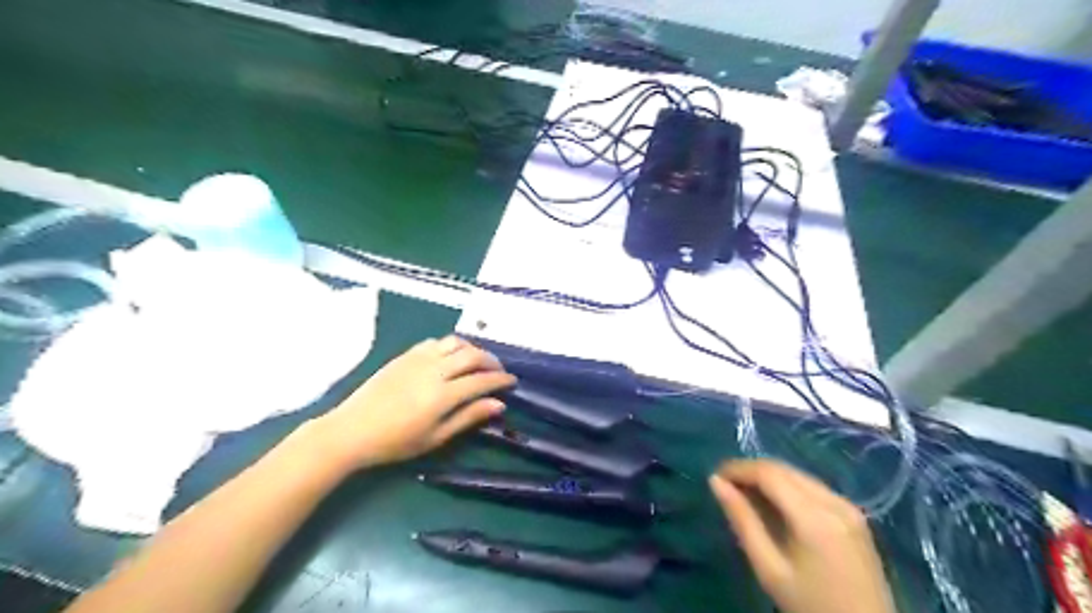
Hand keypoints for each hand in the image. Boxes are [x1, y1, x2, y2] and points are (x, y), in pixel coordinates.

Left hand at [304, 337, 515, 471]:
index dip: (501, 379)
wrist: (351, 430)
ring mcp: (419, 359)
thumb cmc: (396, 442)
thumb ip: (468, 417)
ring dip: (472, 348)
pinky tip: (450, 357)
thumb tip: (499, 405)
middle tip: (498, 370)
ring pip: (455, 342)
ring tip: (477, 361)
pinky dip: (450, 345)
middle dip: (491, 360)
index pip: (482, 380)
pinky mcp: (405, 355)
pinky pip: (435, 341)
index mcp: (443, 394)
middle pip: (473, 355)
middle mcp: (435, 370)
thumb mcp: (436, 437)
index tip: (512, 381)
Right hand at [708, 459, 896, 612]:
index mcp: (814, 517)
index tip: (715, 476)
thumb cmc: (810, 605)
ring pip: (798, 475)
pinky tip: (774, 503)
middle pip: (784, 470)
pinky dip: (788, 487)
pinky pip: (813, 487)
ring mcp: (848, 506)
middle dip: (751, 470)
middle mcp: (834, 502)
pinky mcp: (855, 515)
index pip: (769, 473)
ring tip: (744, 492)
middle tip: (725, 484)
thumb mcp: (769, 568)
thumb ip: (742, 521)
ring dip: (769, 477)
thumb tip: (715, 482)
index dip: (738, 468)